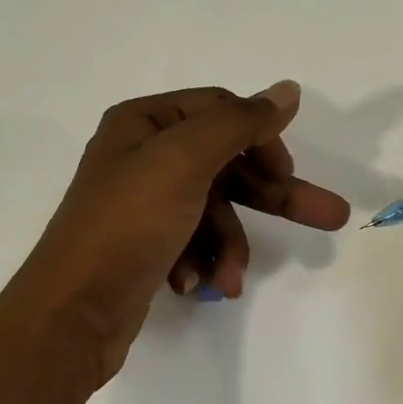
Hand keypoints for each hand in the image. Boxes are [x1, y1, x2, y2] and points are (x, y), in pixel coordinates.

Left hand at [5, 82, 350, 385]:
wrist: (72, 312)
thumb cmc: (128, 225)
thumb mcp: (184, 161)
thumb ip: (239, 123)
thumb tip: (288, 90)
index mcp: (144, 123)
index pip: (221, 111)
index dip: (261, 138)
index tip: (287, 173)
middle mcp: (141, 156)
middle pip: (226, 163)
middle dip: (271, 196)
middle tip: (330, 218)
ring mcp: (143, 204)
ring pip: (214, 211)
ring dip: (230, 245)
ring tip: (230, 280)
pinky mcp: (145, 246)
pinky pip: (193, 242)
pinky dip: (203, 263)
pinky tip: (197, 286)